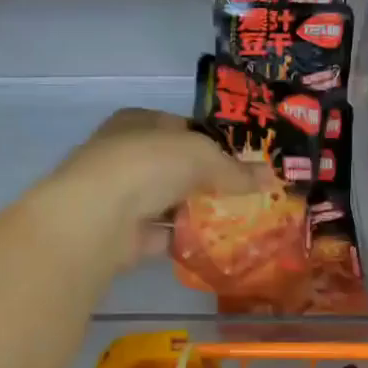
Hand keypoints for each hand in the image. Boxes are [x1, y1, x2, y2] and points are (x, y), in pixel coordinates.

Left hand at [39, 108, 263, 265]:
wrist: (97, 217)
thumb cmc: (148, 165)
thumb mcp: (201, 156)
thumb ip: (235, 169)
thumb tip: (270, 177)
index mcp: (137, 122)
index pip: (180, 127)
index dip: (211, 140)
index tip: (242, 159)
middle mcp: (125, 154)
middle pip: (174, 166)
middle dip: (206, 179)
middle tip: (245, 193)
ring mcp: (120, 195)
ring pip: (167, 201)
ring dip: (195, 211)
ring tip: (237, 220)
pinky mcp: (122, 233)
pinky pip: (161, 234)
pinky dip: (183, 239)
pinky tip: (213, 245)